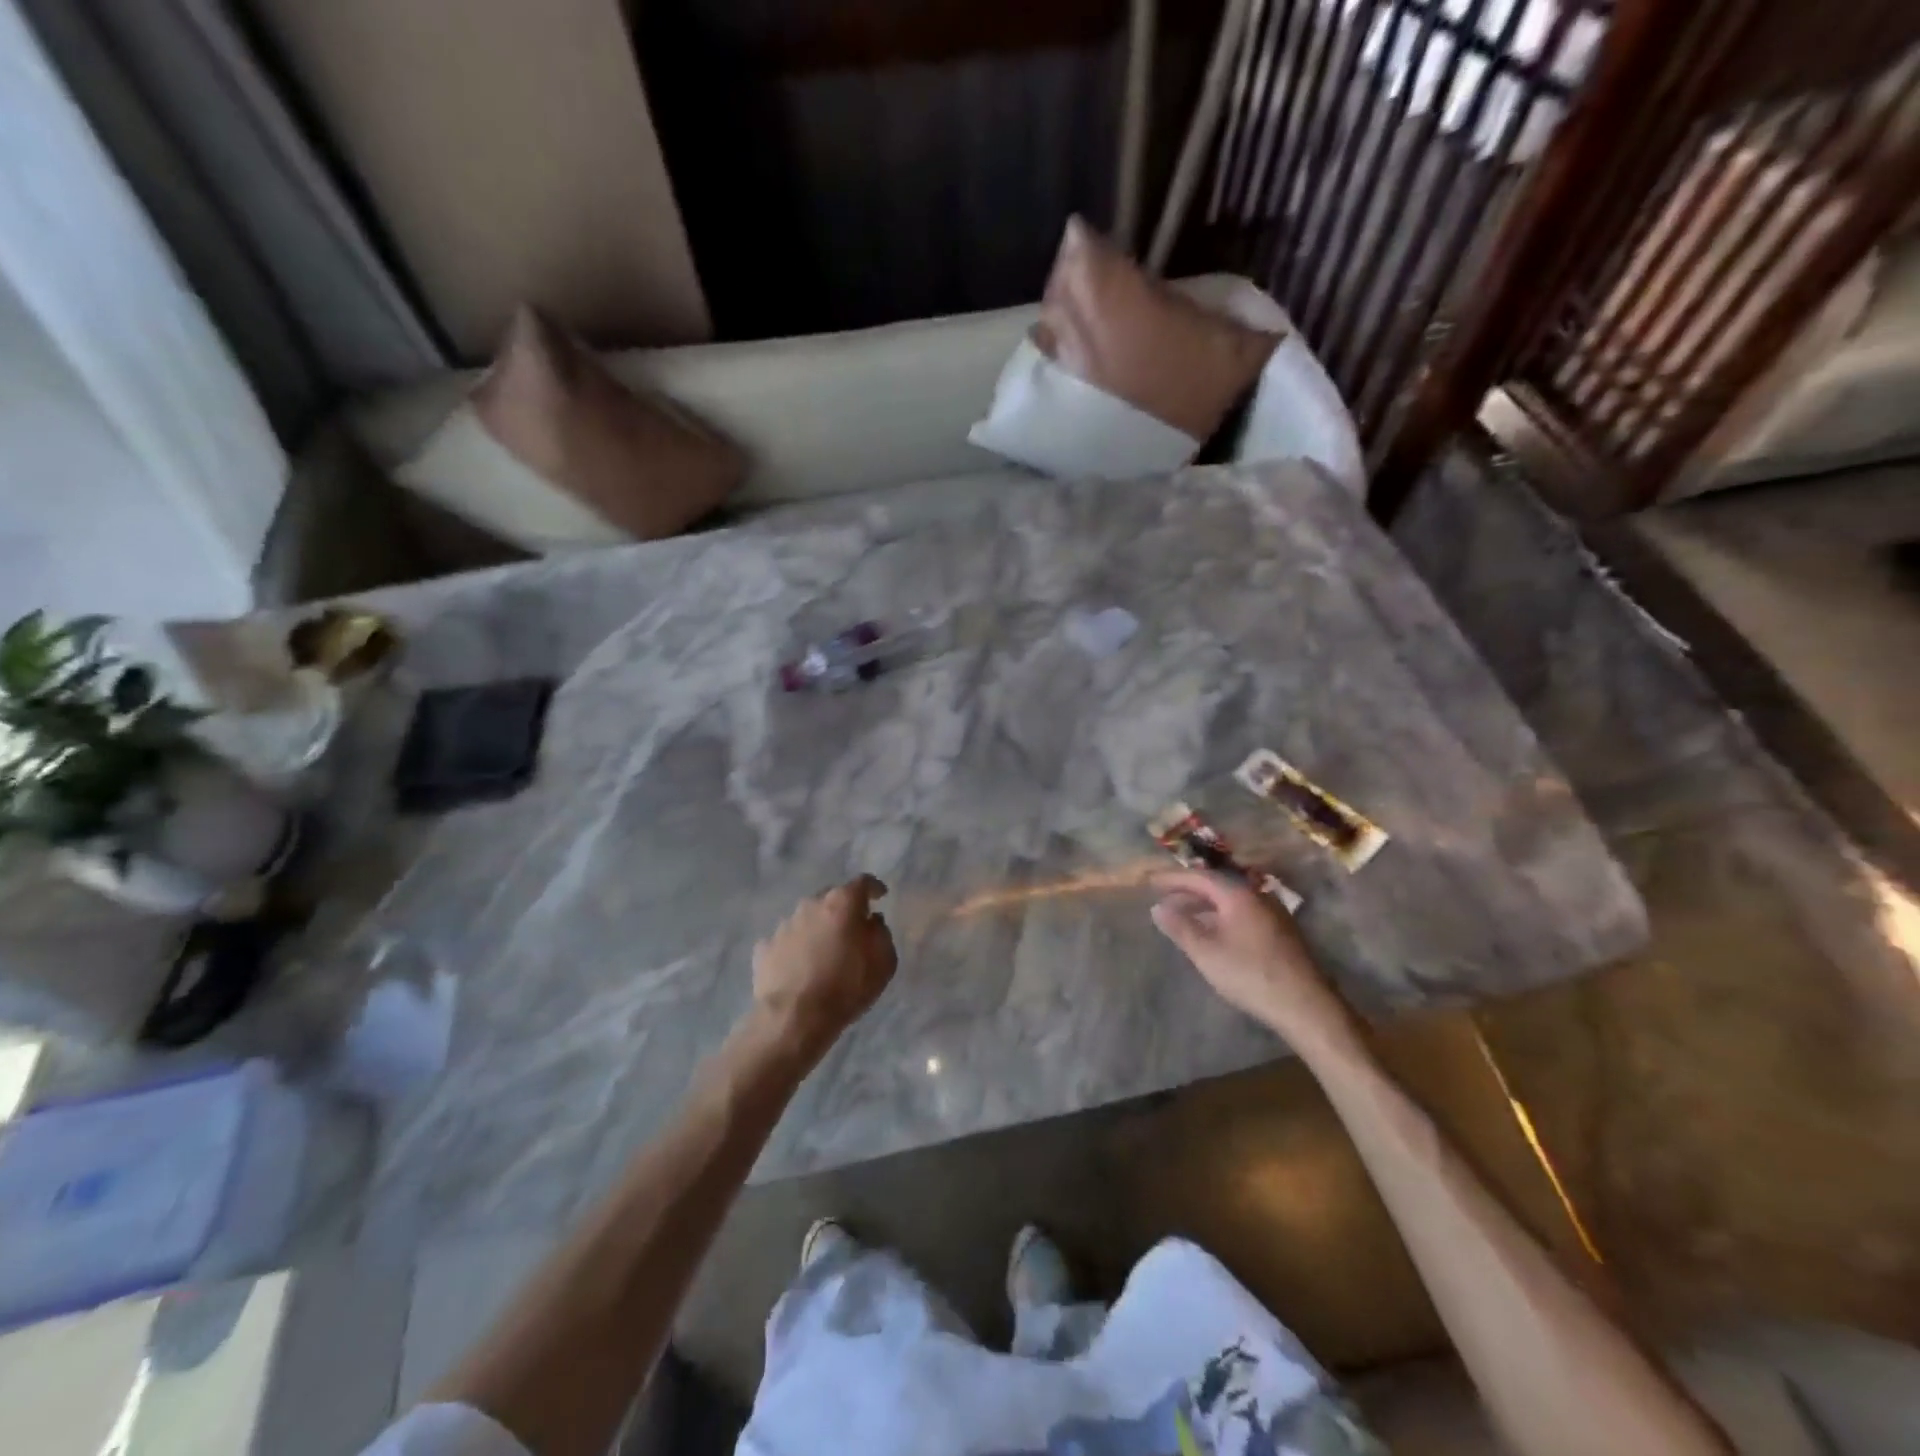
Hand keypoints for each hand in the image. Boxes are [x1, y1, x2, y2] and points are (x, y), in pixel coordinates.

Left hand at [752, 875, 897, 1060]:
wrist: (795, 1018)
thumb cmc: (847, 987)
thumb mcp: (884, 962)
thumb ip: (881, 934)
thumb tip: (872, 921)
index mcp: (842, 903)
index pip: (863, 883)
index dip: (874, 888)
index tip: (880, 896)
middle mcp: (810, 905)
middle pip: (831, 898)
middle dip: (843, 909)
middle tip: (852, 929)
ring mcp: (784, 925)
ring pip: (807, 918)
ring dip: (817, 929)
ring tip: (824, 953)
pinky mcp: (765, 948)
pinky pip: (786, 941)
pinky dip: (795, 948)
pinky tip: (799, 967)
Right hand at [1150, 869, 1354, 1049]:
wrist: (1305, 1005)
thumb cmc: (1249, 974)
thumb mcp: (1205, 952)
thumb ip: (1180, 927)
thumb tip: (1157, 907)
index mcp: (1238, 895)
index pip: (1200, 877)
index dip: (1173, 878)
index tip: (1150, 881)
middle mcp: (1258, 896)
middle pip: (1217, 886)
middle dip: (1188, 891)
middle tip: (1163, 897)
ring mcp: (1273, 914)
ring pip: (1231, 902)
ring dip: (1205, 906)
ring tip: (1183, 916)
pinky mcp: (1281, 933)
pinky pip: (1242, 914)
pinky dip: (1221, 917)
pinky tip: (1213, 934)